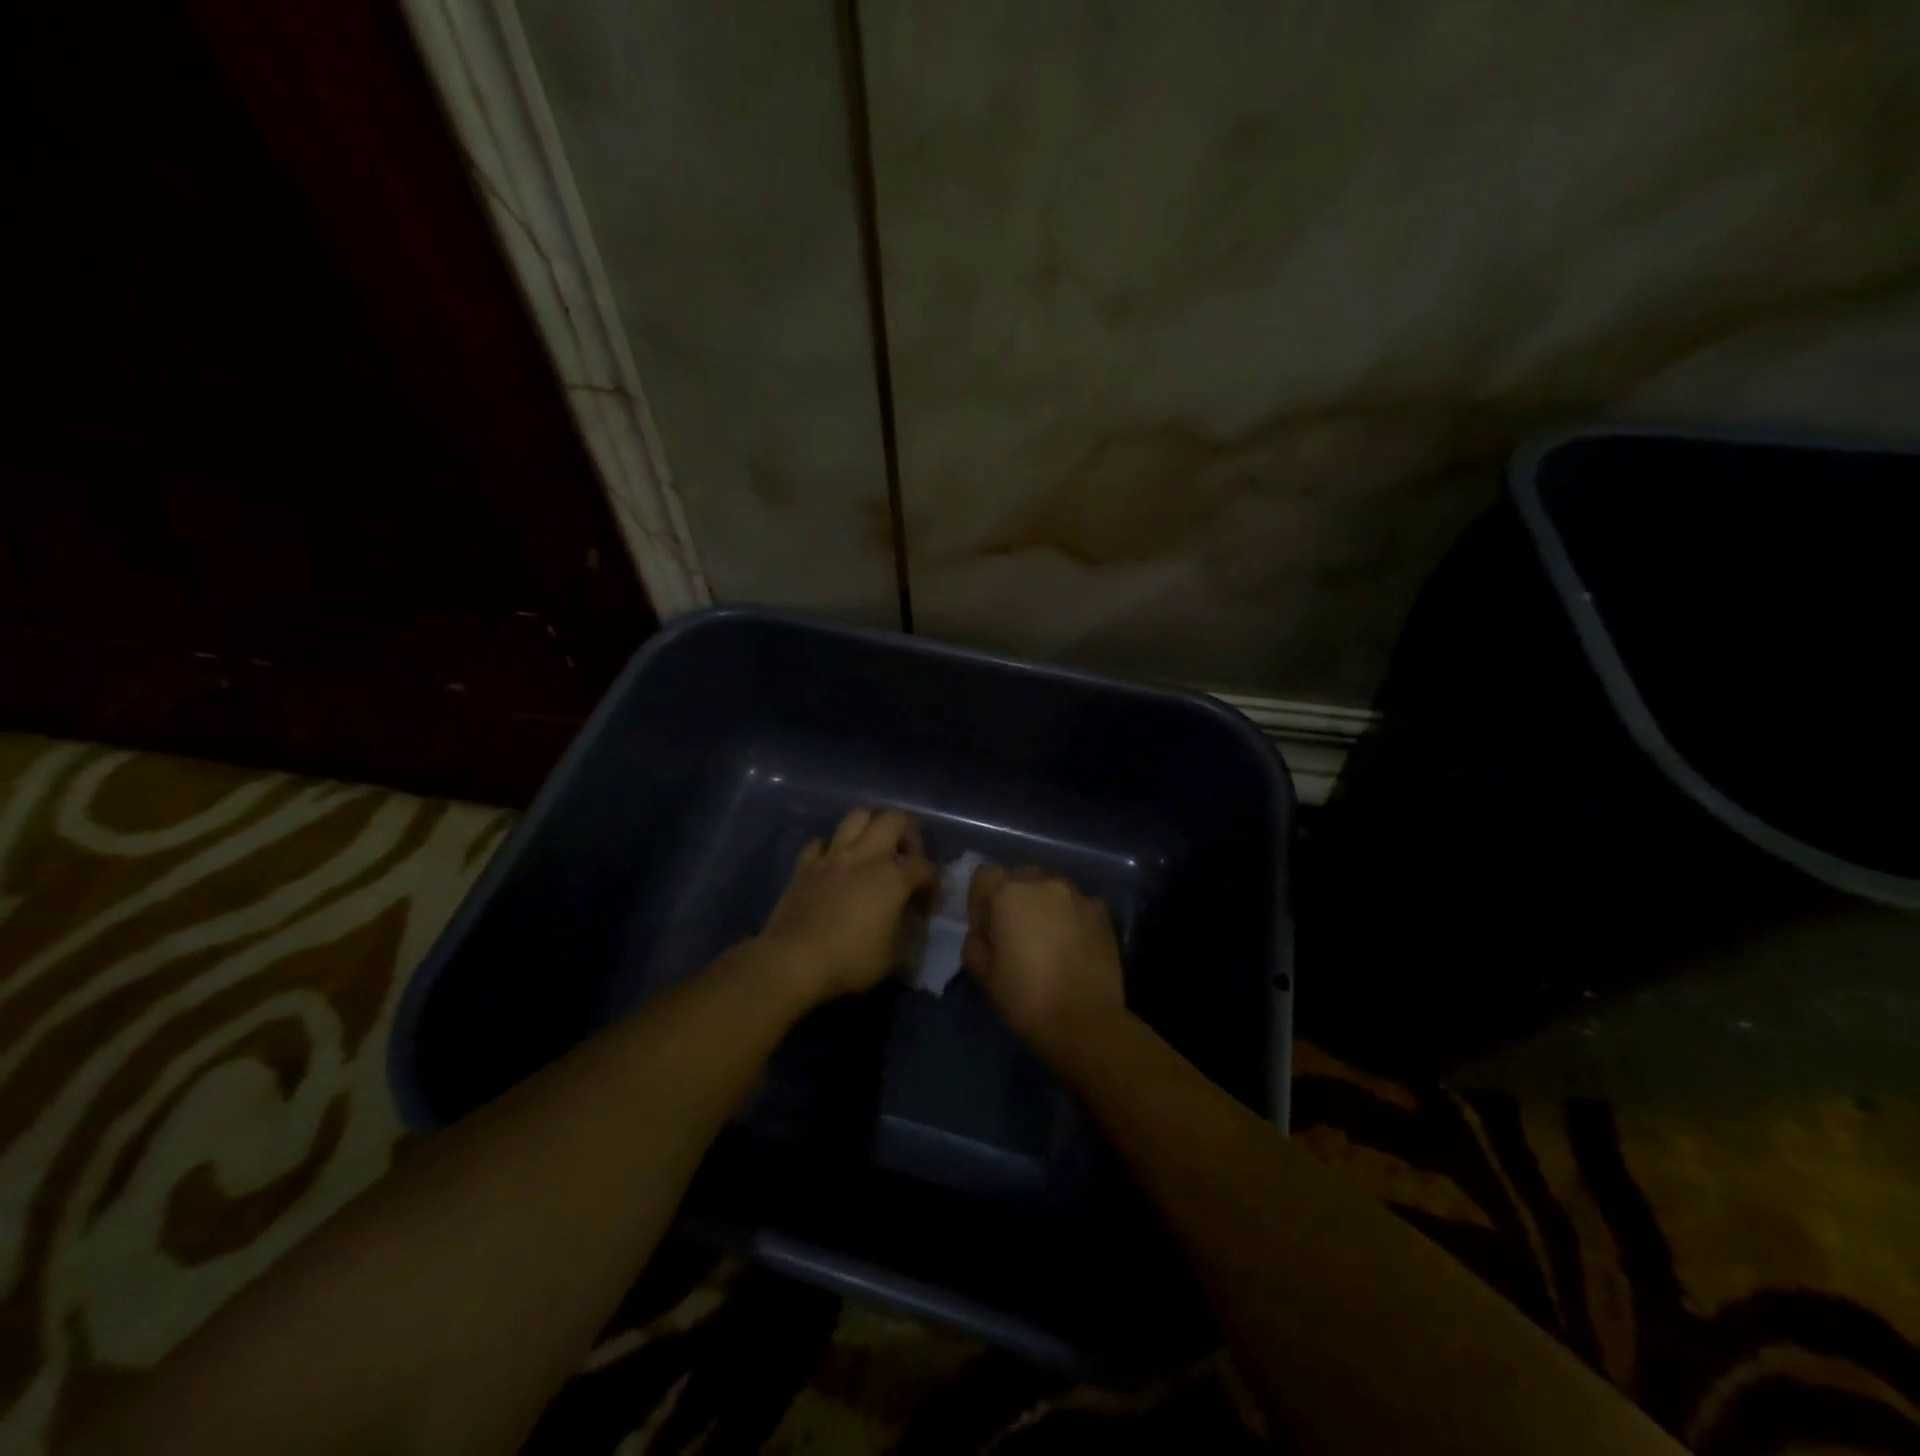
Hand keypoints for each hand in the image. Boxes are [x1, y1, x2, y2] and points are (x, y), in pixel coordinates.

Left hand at [759, 808, 935, 1003]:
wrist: (793, 961)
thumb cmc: (850, 961)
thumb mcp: (894, 958)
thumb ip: (909, 936)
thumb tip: (912, 927)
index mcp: (893, 877)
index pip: (925, 866)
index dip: (932, 885)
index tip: (924, 909)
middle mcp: (866, 856)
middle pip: (894, 818)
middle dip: (907, 834)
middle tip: (905, 860)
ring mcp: (833, 856)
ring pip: (857, 817)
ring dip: (870, 829)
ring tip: (872, 852)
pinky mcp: (805, 865)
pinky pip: (821, 842)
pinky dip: (831, 849)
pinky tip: (834, 866)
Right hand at [963, 865, 1126, 1057]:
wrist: (1084, 1021)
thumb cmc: (1024, 997)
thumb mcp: (982, 973)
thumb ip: (975, 941)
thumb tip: (986, 932)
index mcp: (1009, 894)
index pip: (985, 876)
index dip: (980, 900)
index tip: (986, 928)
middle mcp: (1044, 884)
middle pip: (1021, 877)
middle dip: (1014, 898)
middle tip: (1015, 933)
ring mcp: (1078, 896)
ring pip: (1052, 889)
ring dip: (1044, 905)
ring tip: (1048, 939)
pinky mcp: (1103, 913)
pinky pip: (1078, 905)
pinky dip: (1071, 917)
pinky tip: (1073, 945)